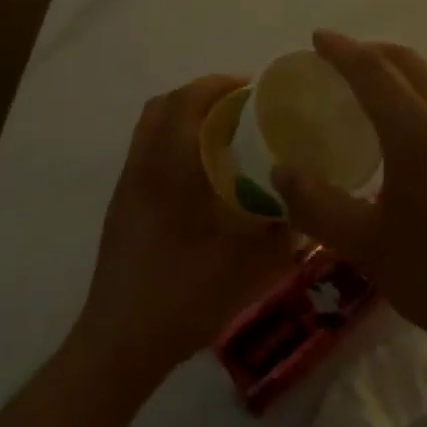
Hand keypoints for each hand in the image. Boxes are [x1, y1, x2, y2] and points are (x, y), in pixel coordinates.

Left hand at [77, 74, 295, 378]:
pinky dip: (170, 137)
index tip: (250, 88)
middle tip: (238, 106)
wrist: (120, 342)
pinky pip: (145, 147)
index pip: (188, 101)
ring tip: (219, 131)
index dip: (218, 85)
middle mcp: (145, 164)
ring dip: (183, 113)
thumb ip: (282, 229)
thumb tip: (306, 203)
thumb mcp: (249, 266)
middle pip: (165, 104)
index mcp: (172, 168)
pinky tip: (196, 170)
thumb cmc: (185, 296)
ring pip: (150, 124)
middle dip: (201, 94)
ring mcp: (128, 183)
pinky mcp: (120, 202)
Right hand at [273, 31, 426, 364]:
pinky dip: (423, 103)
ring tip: (373, 102)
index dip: (342, 50)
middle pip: (408, 63)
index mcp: (417, 132)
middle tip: (340, 63)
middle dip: (371, 53)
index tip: (318, 38)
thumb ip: (317, 206)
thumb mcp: (367, 247)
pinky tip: (416, 143)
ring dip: (400, 77)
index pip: (372, 70)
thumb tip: (281, 172)